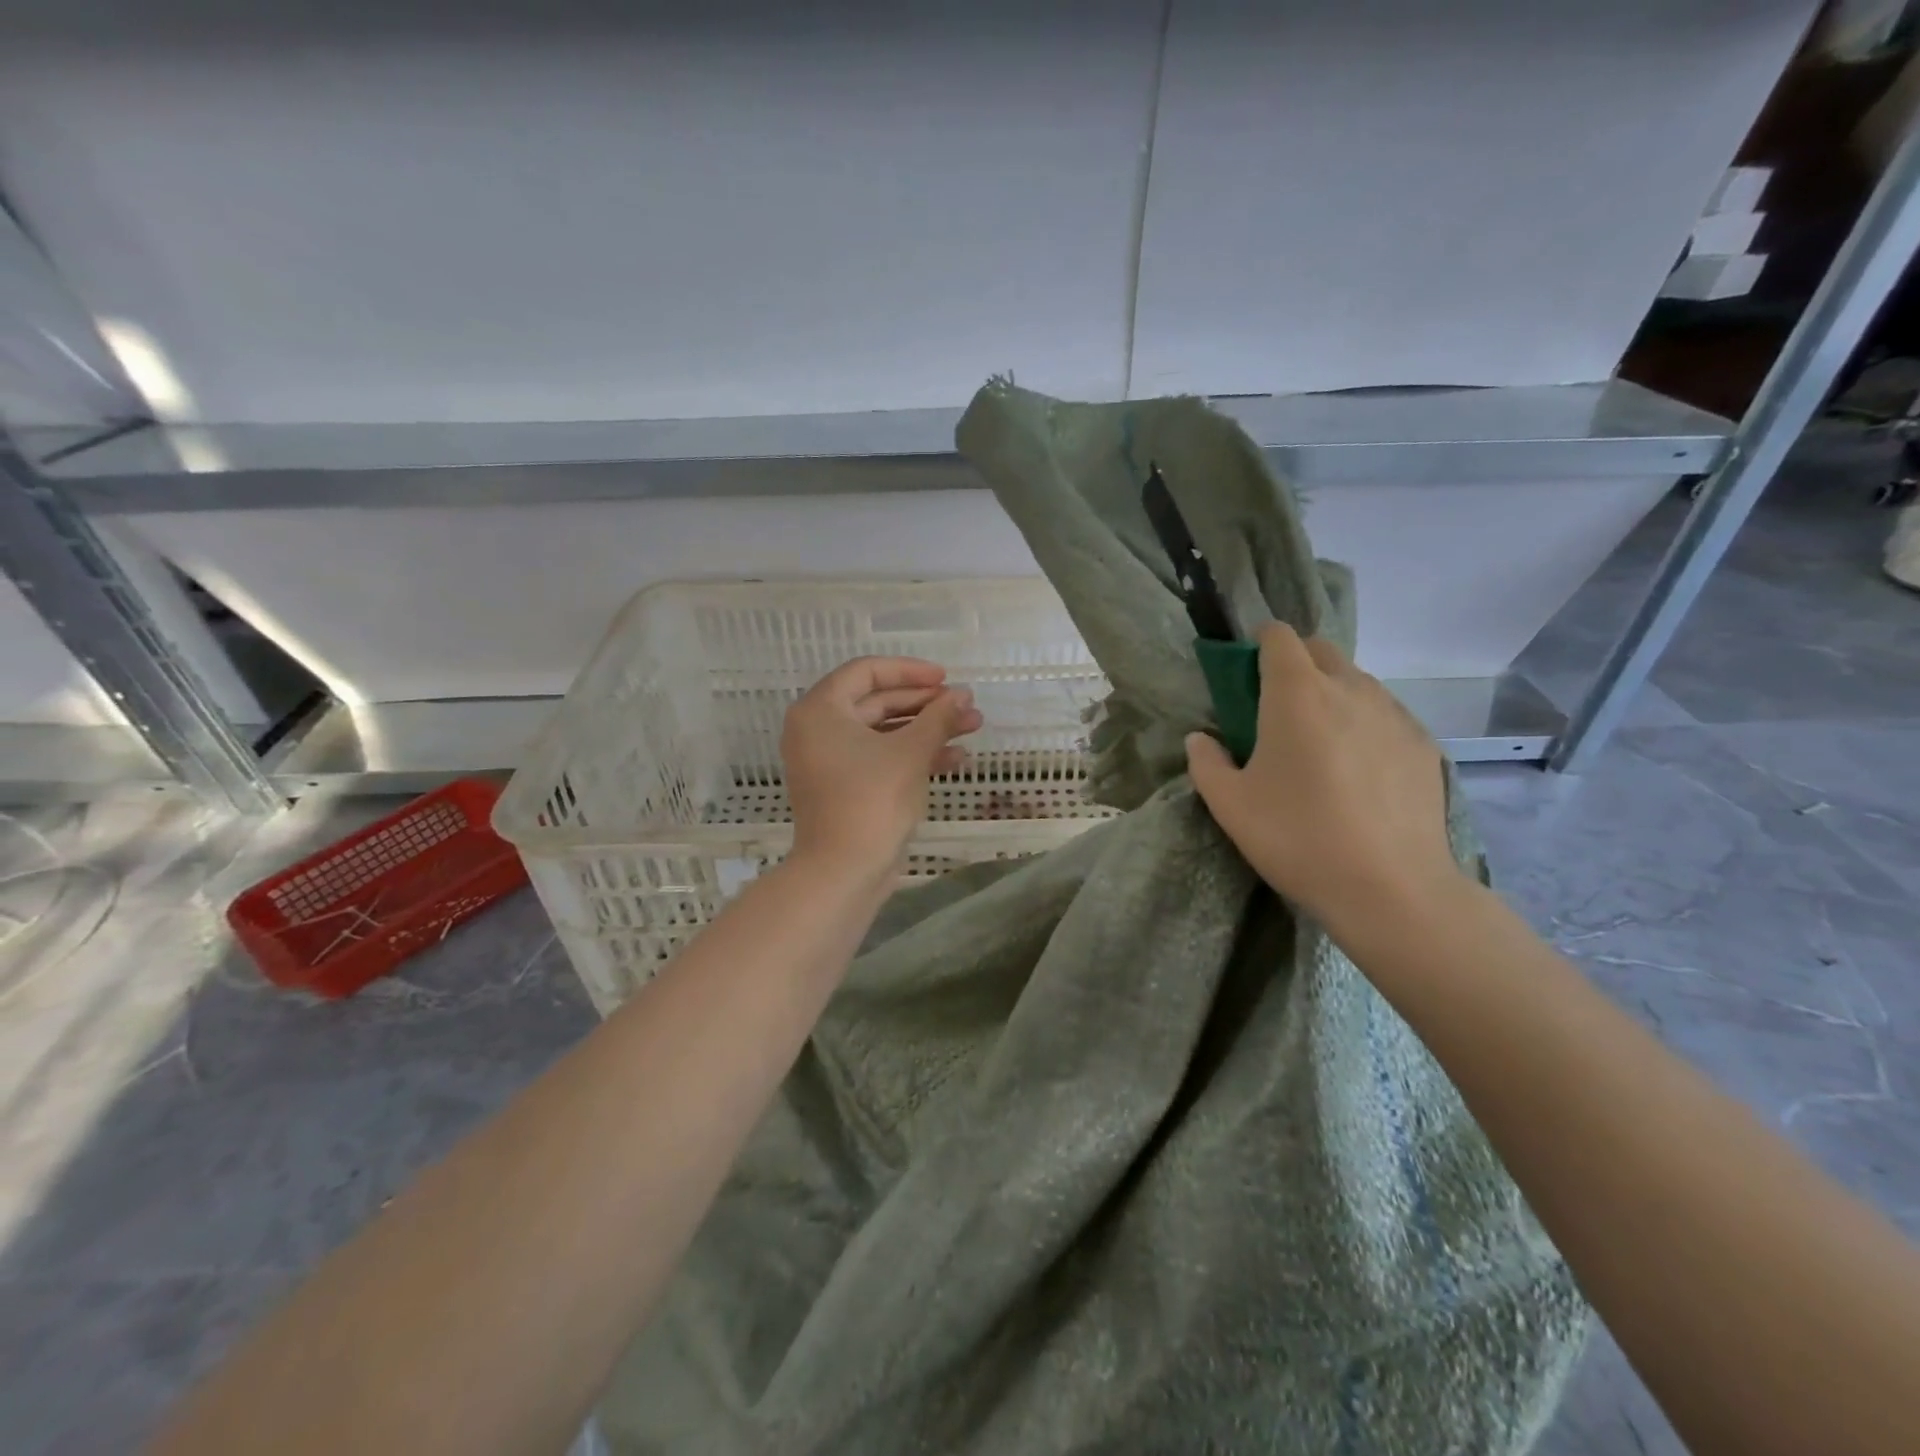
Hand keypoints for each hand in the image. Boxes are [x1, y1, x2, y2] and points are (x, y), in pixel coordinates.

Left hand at [782, 657, 983, 876]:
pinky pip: (880, 758)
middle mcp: (818, 729)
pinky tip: (956, 758)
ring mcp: (830, 761)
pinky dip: (913, 755)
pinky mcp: (845, 787)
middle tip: (966, 706)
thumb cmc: (872, 801)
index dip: (909, 671)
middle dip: (926, 704)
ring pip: (884, 732)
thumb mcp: (911, 752)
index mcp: (821, 710)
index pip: (866, 672)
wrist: (844, 871)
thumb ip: (938, 717)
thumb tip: (963, 695)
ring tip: (972, 728)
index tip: (945, 679)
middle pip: (877, 702)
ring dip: (927, 729)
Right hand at [1185, 624, 1461, 931]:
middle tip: (1277, 709)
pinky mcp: (1422, 744)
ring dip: (1332, 694)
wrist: (1391, 888)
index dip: (1260, 644)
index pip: (1280, 637)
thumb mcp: (1230, 805)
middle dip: (1296, 664)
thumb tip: (1200, 738)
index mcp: (1297, 694)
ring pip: (1357, 682)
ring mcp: (1394, 714)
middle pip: (1321, 651)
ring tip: (1319, 743)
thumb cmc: (1298, 838)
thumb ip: (1206, 762)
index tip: (1247, 672)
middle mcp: (1350, 689)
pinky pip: (1385, 715)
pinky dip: (1364, 724)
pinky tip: (1358, 772)